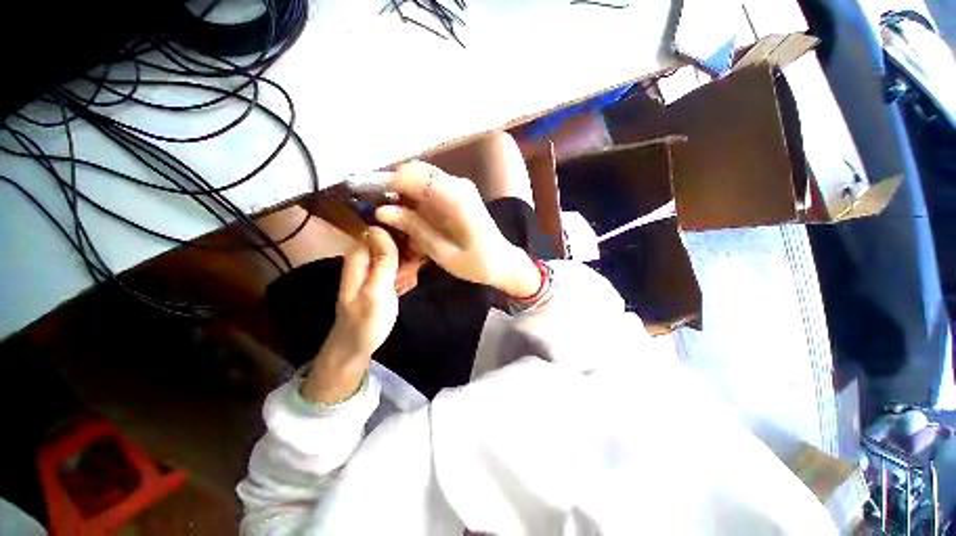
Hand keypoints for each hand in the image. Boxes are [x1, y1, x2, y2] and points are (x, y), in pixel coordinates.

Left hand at [301, 227, 398, 403]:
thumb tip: (381, 226)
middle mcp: (365, 258)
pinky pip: (398, 267)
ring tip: (408, 282)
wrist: (357, 346)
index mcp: (358, 256)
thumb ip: (382, 260)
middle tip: (411, 273)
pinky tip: (407, 287)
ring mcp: (373, 268)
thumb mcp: (377, 289)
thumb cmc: (366, 320)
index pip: (381, 230)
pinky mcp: (381, 278)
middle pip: (392, 242)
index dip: (400, 236)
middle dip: (407, 254)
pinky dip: (405, 275)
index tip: (415, 247)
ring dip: (408, 266)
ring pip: (398, 255)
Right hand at [375, 161, 540, 296]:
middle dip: (390, 183)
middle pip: (415, 171)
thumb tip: (382, 210)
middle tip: (370, 202)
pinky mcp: (458, 194)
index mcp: (455, 198)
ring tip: (384, 209)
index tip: (360, 191)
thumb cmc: (476, 263)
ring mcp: (459, 187)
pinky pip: (429, 187)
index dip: (385, 181)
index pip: (413, 176)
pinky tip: (405, 212)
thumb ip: (414, 228)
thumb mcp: (442, 252)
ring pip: (420, 177)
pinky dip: (414, 195)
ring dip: (401, 189)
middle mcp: (457, 185)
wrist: (502, 261)